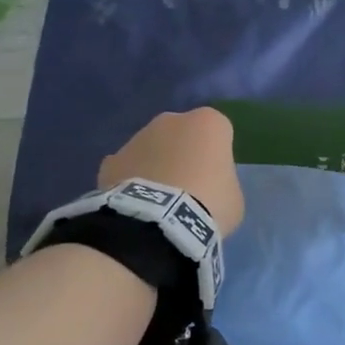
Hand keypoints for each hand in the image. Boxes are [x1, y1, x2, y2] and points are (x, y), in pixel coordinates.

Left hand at [99, 108, 244, 236]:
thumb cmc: (209, 205)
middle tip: (188, 188)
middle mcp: (170, 120)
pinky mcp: (111, 160)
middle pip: (181, 134)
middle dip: (183, 154)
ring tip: (159, 202)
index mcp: (208, 123)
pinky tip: (137, 206)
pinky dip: (131, 182)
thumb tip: (206, 185)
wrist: (159, 225)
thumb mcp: (233, 197)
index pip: (219, 132)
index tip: (217, 177)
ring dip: (156, 167)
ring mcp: (137, 138)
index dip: (218, 155)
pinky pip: (128, 169)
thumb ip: (221, 181)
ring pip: (151, 149)